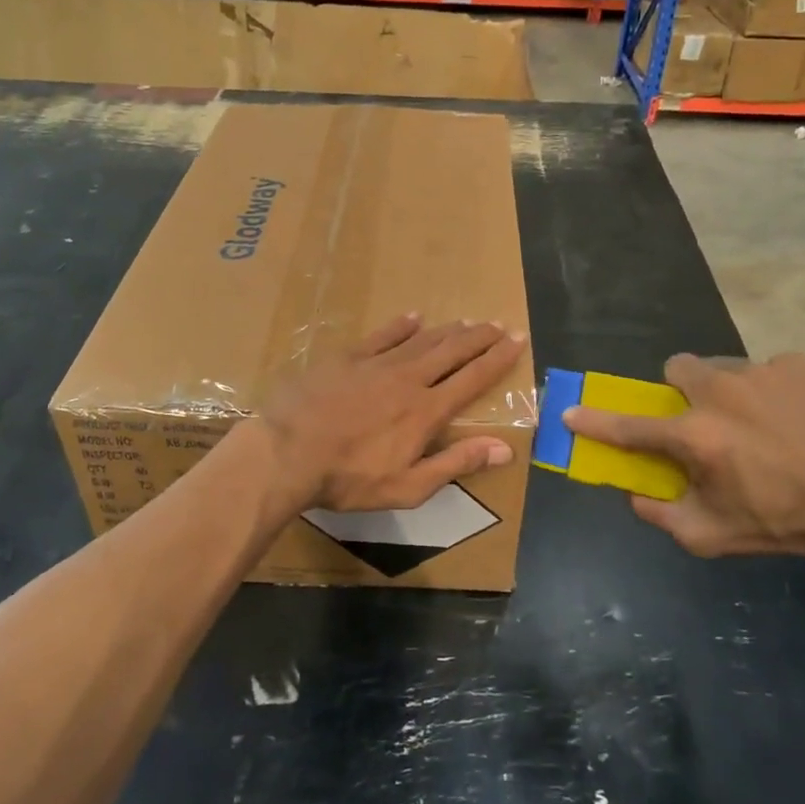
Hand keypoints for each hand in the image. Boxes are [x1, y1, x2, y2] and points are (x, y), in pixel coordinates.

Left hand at [259, 314, 527, 514]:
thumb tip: (504, 449)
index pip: (472, 378)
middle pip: (452, 351)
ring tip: (468, 321)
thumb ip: (455, 463)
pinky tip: (414, 317)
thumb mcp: (408, 486)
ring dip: (448, 330)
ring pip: (422, 340)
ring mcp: (376, 364)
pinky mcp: (346, 358)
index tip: (517, 340)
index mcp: (427, 411)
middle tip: (500, 324)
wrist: (287, 452)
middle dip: (480, 337)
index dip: (498, 359)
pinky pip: (381, 335)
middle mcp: (409, 379)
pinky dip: (401, 325)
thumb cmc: (348, 478)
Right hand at [561, 352, 804, 566]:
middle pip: (676, 369)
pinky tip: (791, 419)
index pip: (629, 426)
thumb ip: (660, 515)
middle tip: (702, 421)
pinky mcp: (795, 366)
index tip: (570, 412)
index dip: (594, 421)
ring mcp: (759, 372)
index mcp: (694, 435)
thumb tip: (634, 495)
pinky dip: (768, 391)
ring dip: (724, 392)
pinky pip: (765, 370)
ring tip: (756, 424)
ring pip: (721, 368)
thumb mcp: (711, 536)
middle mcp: (718, 392)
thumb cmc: (782, 523)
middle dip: (679, 391)